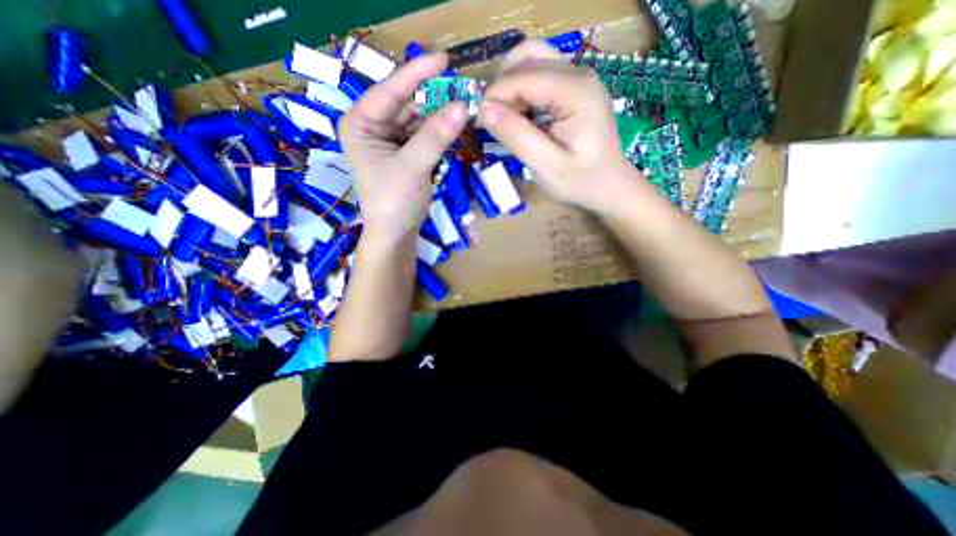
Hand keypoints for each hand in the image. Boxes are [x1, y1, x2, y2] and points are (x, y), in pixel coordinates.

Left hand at [341, 53, 468, 240]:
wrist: (395, 233)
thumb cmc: (393, 201)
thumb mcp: (412, 166)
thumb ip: (436, 136)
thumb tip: (463, 106)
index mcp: (360, 123)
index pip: (389, 90)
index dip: (417, 74)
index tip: (444, 59)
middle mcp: (373, 126)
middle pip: (406, 103)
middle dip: (434, 97)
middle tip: (463, 88)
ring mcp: (390, 139)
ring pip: (418, 119)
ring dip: (440, 114)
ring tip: (465, 106)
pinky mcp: (406, 153)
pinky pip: (424, 135)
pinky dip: (440, 131)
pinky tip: (456, 124)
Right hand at [478, 41, 649, 215]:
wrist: (609, 184)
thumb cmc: (581, 181)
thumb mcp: (546, 166)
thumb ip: (517, 137)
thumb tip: (484, 109)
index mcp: (575, 92)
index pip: (522, 76)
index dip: (495, 96)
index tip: (481, 123)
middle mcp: (578, 73)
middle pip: (526, 58)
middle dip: (501, 88)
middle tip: (494, 123)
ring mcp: (578, 76)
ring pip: (531, 58)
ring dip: (510, 84)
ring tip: (507, 117)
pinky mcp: (574, 86)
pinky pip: (540, 72)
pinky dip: (522, 88)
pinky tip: (522, 114)